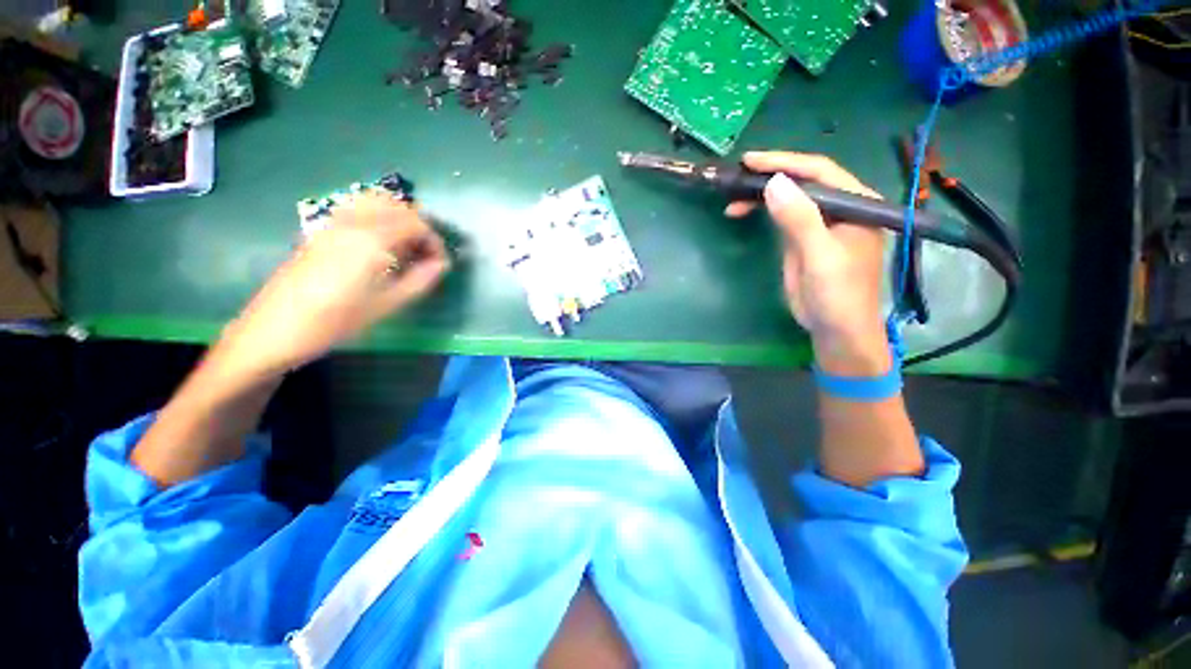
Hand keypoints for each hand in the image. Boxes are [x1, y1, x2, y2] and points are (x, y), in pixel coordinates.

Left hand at [218, 191, 449, 379]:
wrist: (274, 330)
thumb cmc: (336, 321)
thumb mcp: (387, 305)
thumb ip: (420, 280)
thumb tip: (441, 264)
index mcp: (371, 240)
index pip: (416, 224)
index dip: (435, 241)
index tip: (439, 264)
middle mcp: (352, 222)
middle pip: (397, 207)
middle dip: (419, 227)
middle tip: (425, 255)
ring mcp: (332, 223)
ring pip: (375, 203)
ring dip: (398, 219)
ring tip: (405, 248)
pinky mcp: (320, 231)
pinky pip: (356, 211)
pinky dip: (377, 218)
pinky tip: (378, 246)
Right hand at [726, 151, 888, 374]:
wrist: (835, 329)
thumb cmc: (837, 295)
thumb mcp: (820, 257)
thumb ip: (800, 220)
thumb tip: (773, 182)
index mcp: (856, 204)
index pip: (819, 172)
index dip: (784, 162)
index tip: (750, 161)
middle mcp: (840, 207)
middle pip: (803, 181)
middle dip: (769, 177)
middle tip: (736, 178)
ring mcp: (821, 222)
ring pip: (789, 197)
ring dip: (760, 195)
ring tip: (732, 199)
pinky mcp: (803, 238)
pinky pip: (782, 216)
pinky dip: (761, 212)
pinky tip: (742, 212)